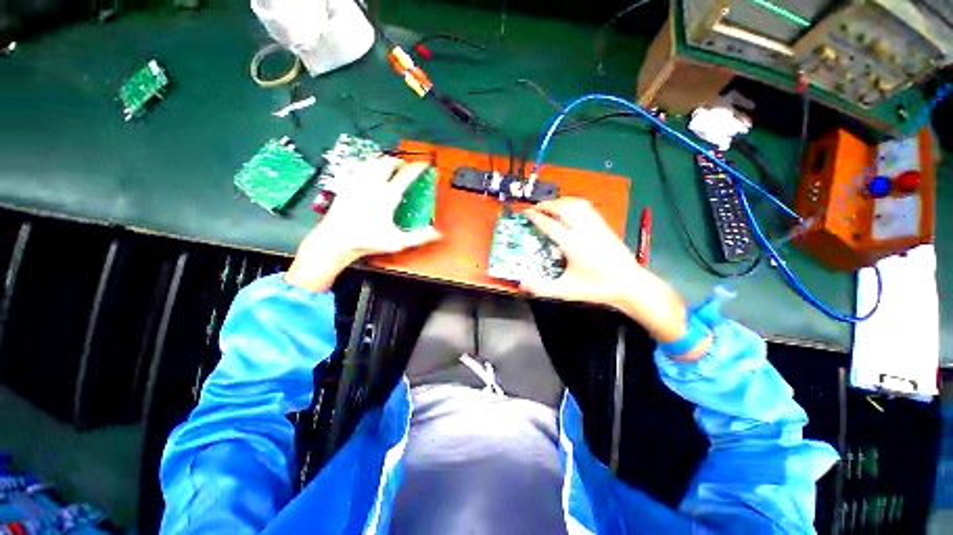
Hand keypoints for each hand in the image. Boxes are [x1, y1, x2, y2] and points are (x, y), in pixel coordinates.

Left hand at [286, 158, 440, 291]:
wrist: (335, 240)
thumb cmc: (367, 240)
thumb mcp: (398, 241)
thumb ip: (419, 237)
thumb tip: (437, 234)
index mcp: (387, 196)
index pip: (405, 175)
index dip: (417, 168)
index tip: (424, 164)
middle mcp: (372, 185)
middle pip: (387, 163)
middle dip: (399, 161)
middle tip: (405, 167)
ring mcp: (357, 183)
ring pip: (372, 162)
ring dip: (383, 160)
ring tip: (389, 165)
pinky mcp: (346, 185)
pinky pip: (359, 167)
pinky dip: (368, 165)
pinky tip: (369, 171)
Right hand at [520, 198, 641, 308]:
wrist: (629, 285)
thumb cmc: (597, 288)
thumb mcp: (566, 291)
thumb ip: (542, 288)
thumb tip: (522, 284)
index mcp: (572, 245)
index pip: (550, 225)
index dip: (536, 217)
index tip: (526, 212)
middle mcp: (584, 231)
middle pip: (563, 209)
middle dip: (547, 205)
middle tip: (535, 208)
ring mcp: (596, 226)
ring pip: (577, 204)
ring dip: (561, 201)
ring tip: (551, 205)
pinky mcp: (605, 226)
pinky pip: (588, 208)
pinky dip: (575, 203)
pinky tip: (572, 209)